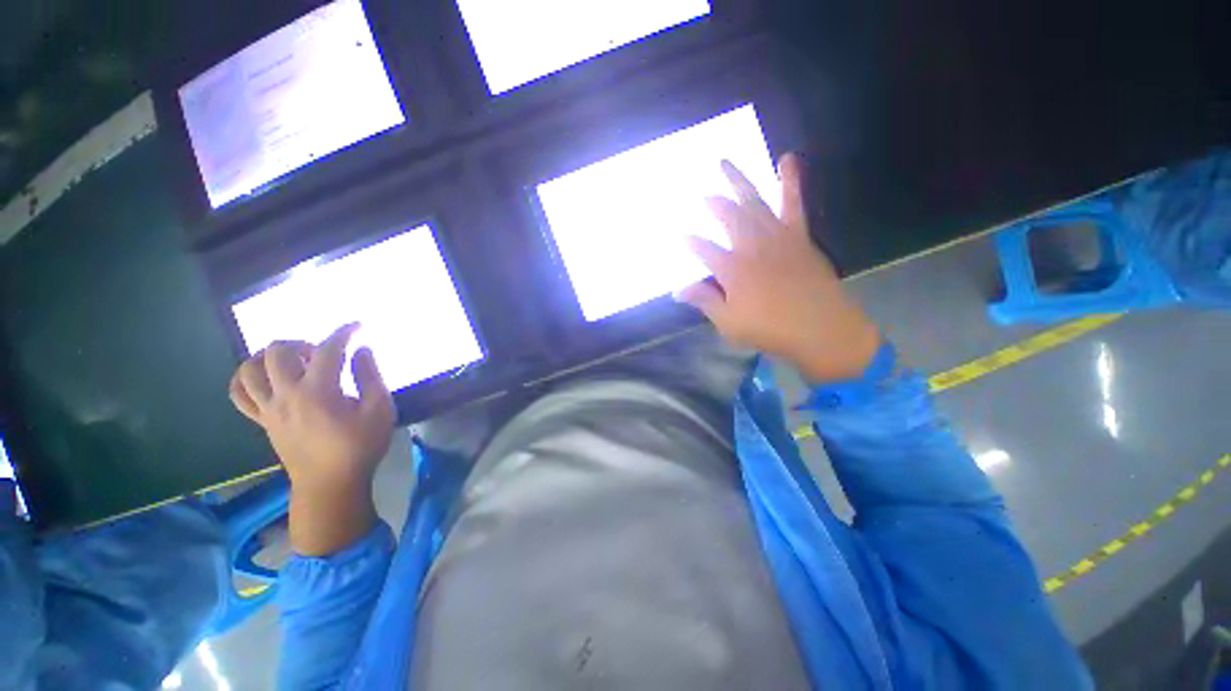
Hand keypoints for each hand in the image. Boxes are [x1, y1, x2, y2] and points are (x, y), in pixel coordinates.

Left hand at [229, 323, 394, 555]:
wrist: (330, 484)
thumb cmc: (360, 446)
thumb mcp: (380, 410)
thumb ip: (371, 376)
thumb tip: (362, 350)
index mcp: (318, 392)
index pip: (328, 349)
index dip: (344, 333)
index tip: (358, 326)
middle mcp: (286, 395)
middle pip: (278, 352)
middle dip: (302, 341)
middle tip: (324, 352)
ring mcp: (269, 409)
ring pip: (249, 369)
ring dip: (270, 356)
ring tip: (293, 361)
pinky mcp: (262, 421)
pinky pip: (239, 394)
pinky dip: (246, 378)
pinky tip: (266, 377)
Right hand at [676, 154, 881, 382]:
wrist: (822, 328)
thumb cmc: (770, 329)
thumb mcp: (729, 322)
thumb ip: (704, 301)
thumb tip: (678, 291)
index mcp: (732, 269)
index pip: (702, 249)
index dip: (690, 242)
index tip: (680, 236)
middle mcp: (751, 246)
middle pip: (727, 216)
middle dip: (712, 203)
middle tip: (702, 194)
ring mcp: (777, 237)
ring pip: (754, 201)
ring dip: (738, 180)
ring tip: (725, 162)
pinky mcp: (799, 236)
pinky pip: (793, 203)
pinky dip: (789, 180)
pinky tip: (787, 159)